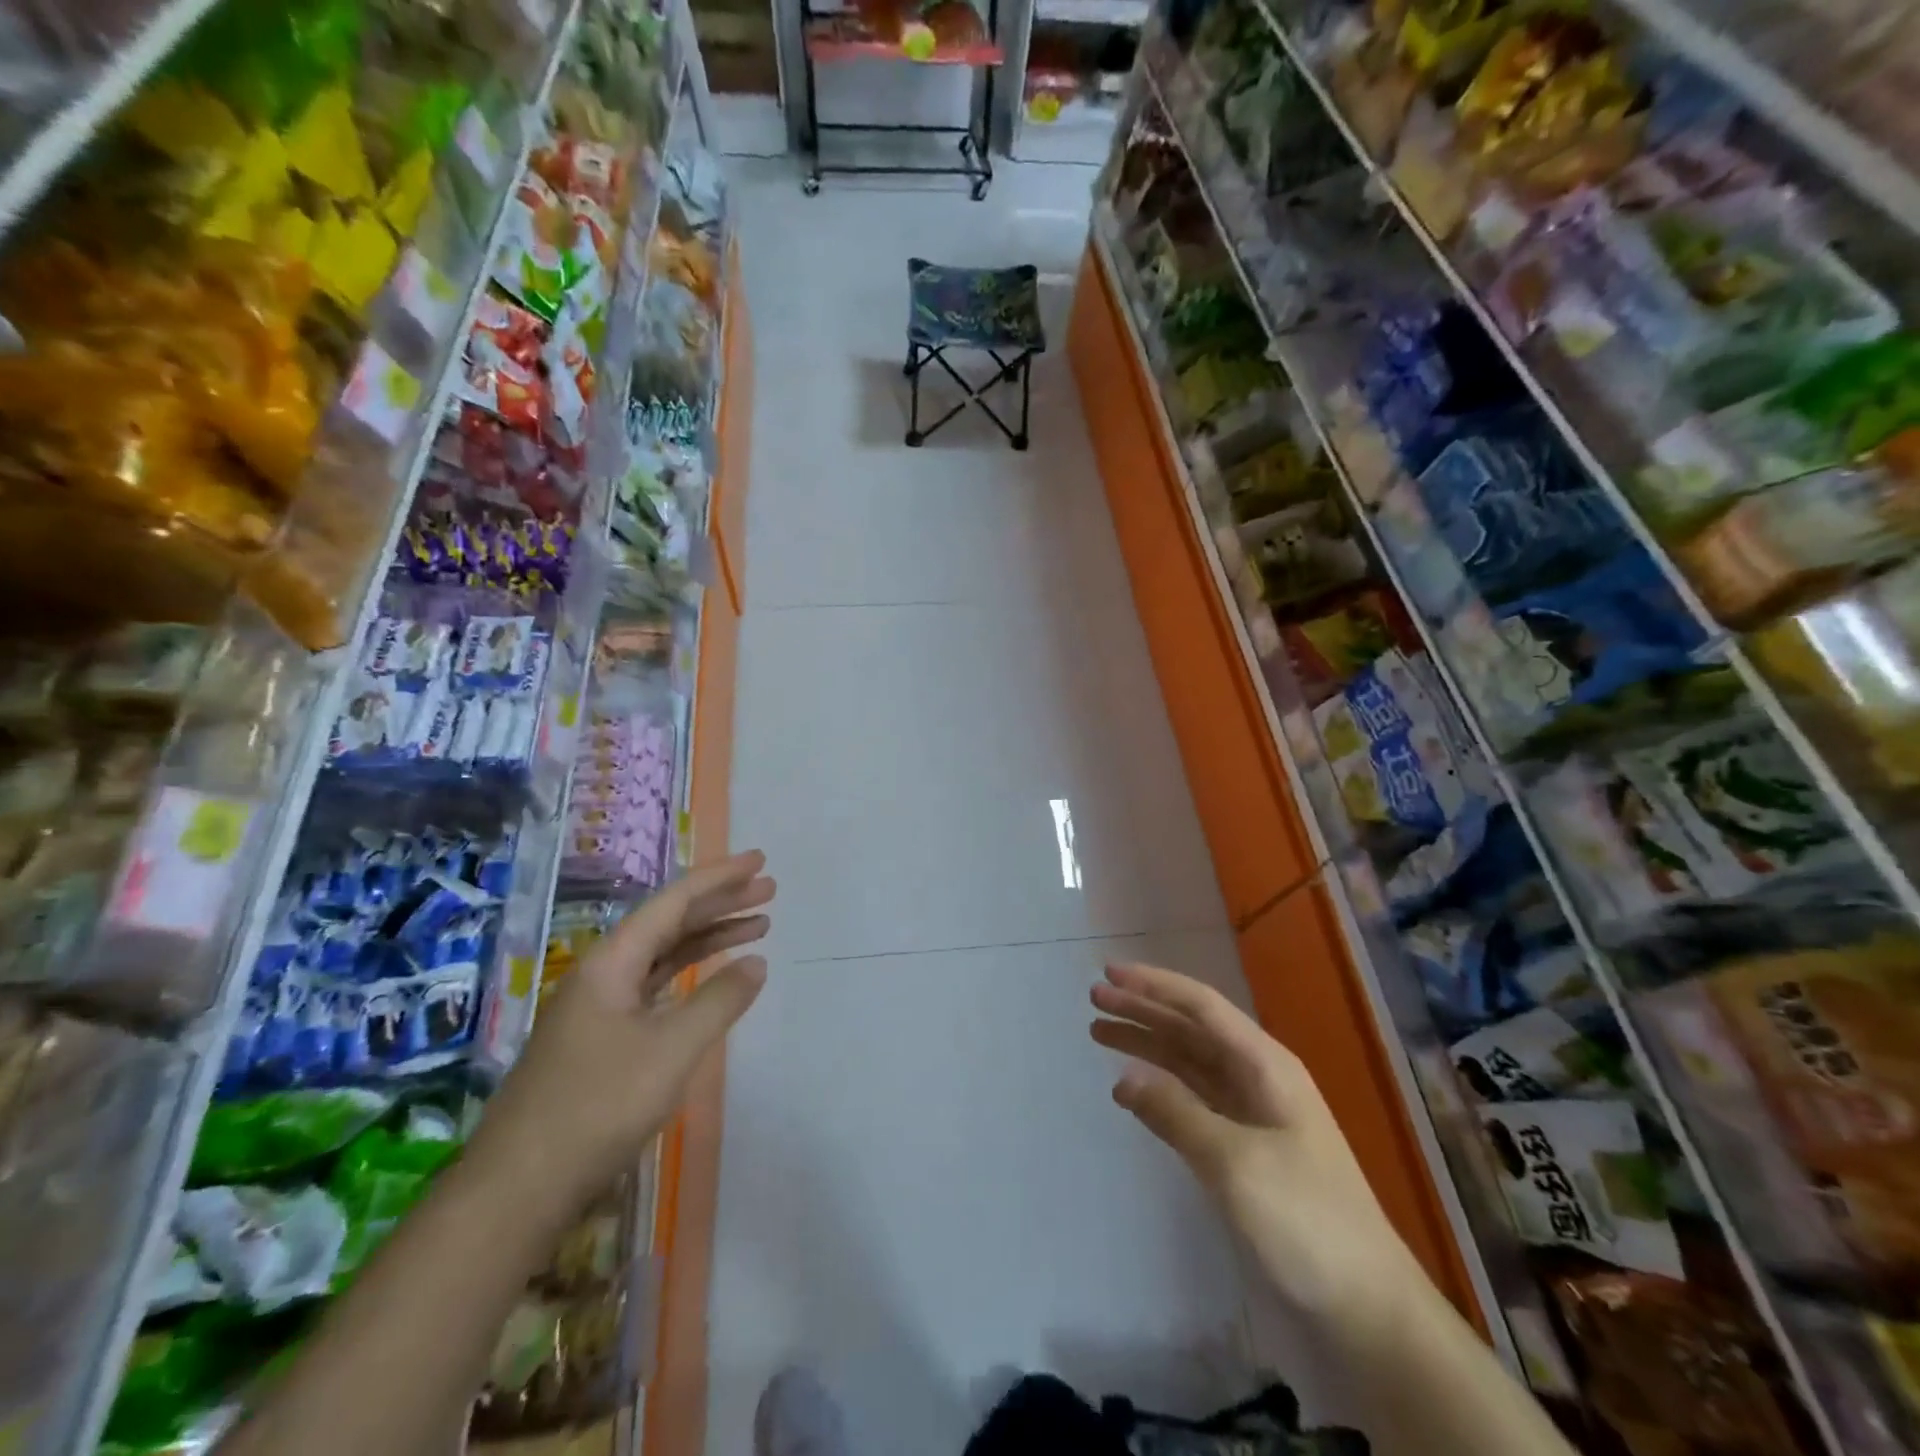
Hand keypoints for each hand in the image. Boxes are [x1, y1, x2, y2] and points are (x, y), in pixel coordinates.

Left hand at [474, 850, 774, 1215]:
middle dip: (721, 902)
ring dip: (710, 937)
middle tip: (768, 888)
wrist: (519, 1188)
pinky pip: (656, 986)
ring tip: (758, 926)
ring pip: (664, 955)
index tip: (759, 860)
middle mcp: (603, 973)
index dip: (720, 878)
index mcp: (612, 962)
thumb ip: (719, 1000)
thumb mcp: (671, 1050)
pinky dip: (691, 975)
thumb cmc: (598, 1107)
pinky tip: (713, 978)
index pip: (674, 901)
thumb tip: (756, 962)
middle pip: (670, 922)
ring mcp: (600, 1007)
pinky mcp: (603, 1039)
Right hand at [1090, 962, 1419, 1336]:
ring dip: (1147, 1044)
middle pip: (1191, 1029)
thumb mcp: (1236, 1163)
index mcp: (1266, 1066)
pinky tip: (1131, 1087)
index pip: (1202, 1007)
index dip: (1154, 985)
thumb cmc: (1306, 1222)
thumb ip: (1176, 1113)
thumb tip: (1123, 1078)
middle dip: (1143, 1009)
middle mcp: (1258, 1078)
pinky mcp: (1244, 1148)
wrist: (1368, 1310)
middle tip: (1094, 999)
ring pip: (1188, 1062)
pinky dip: (1160, 1088)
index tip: (1109, 971)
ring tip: (1099, 1033)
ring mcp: (1251, 1114)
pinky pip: (1192, 1100)